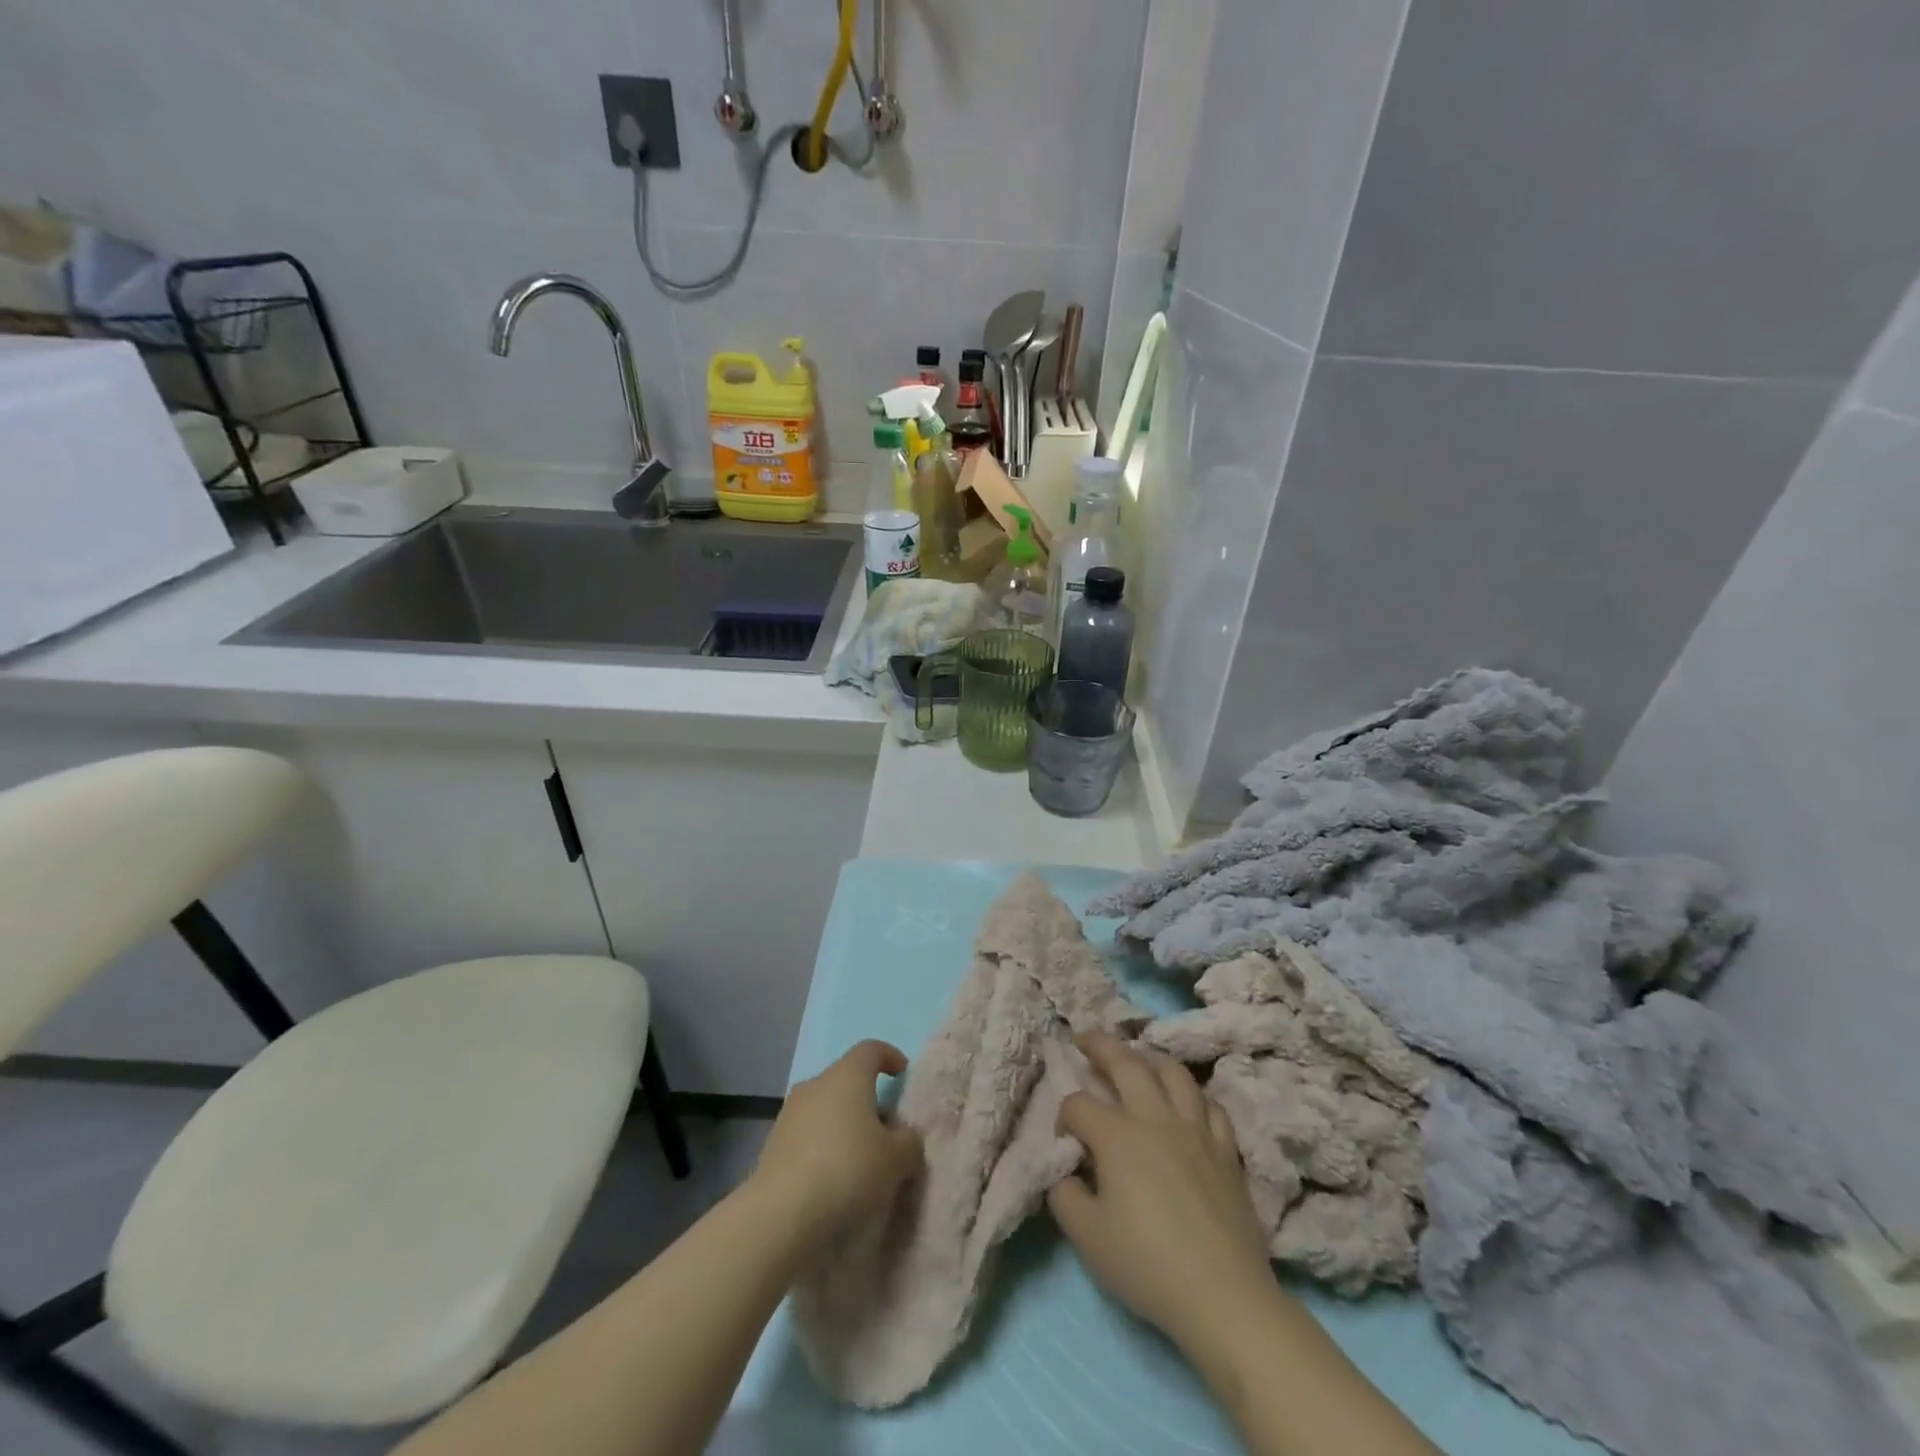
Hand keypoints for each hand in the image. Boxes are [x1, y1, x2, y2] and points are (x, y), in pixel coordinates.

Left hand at [752, 1040, 922, 1243]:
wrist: (782, 1215)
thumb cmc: (849, 1170)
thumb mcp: (897, 1158)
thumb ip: (908, 1140)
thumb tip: (902, 1135)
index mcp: (847, 1076)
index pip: (870, 1049)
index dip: (889, 1057)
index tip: (902, 1074)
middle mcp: (815, 1085)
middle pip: (846, 1080)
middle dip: (866, 1099)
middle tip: (885, 1130)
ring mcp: (789, 1115)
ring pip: (824, 1109)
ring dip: (842, 1126)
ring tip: (860, 1160)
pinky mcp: (772, 1146)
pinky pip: (807, 1137)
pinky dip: (822, 1149)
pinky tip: (833, 1180)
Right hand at [1048, 1032, 1275, 1349]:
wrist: (1223, 1297)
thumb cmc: (1147, 1266)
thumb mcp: (1087, 1237)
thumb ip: (1065, 1194)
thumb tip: (1068, 1170)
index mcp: (1117, 1136)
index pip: (1078, 1105)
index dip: (1063, 1118)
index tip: (1065, 1143)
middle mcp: (1156, 1119)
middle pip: (1125, 1064)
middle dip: (1100, 1045)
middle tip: (1085, 1037)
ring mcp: (1196, 1130)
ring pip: (1174, 1073)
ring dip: (1151, 1058)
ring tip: (1139, 1057)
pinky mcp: (1227, 1150)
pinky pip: (1211, 1106)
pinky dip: (1193, 1095)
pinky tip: (1187, 1102)